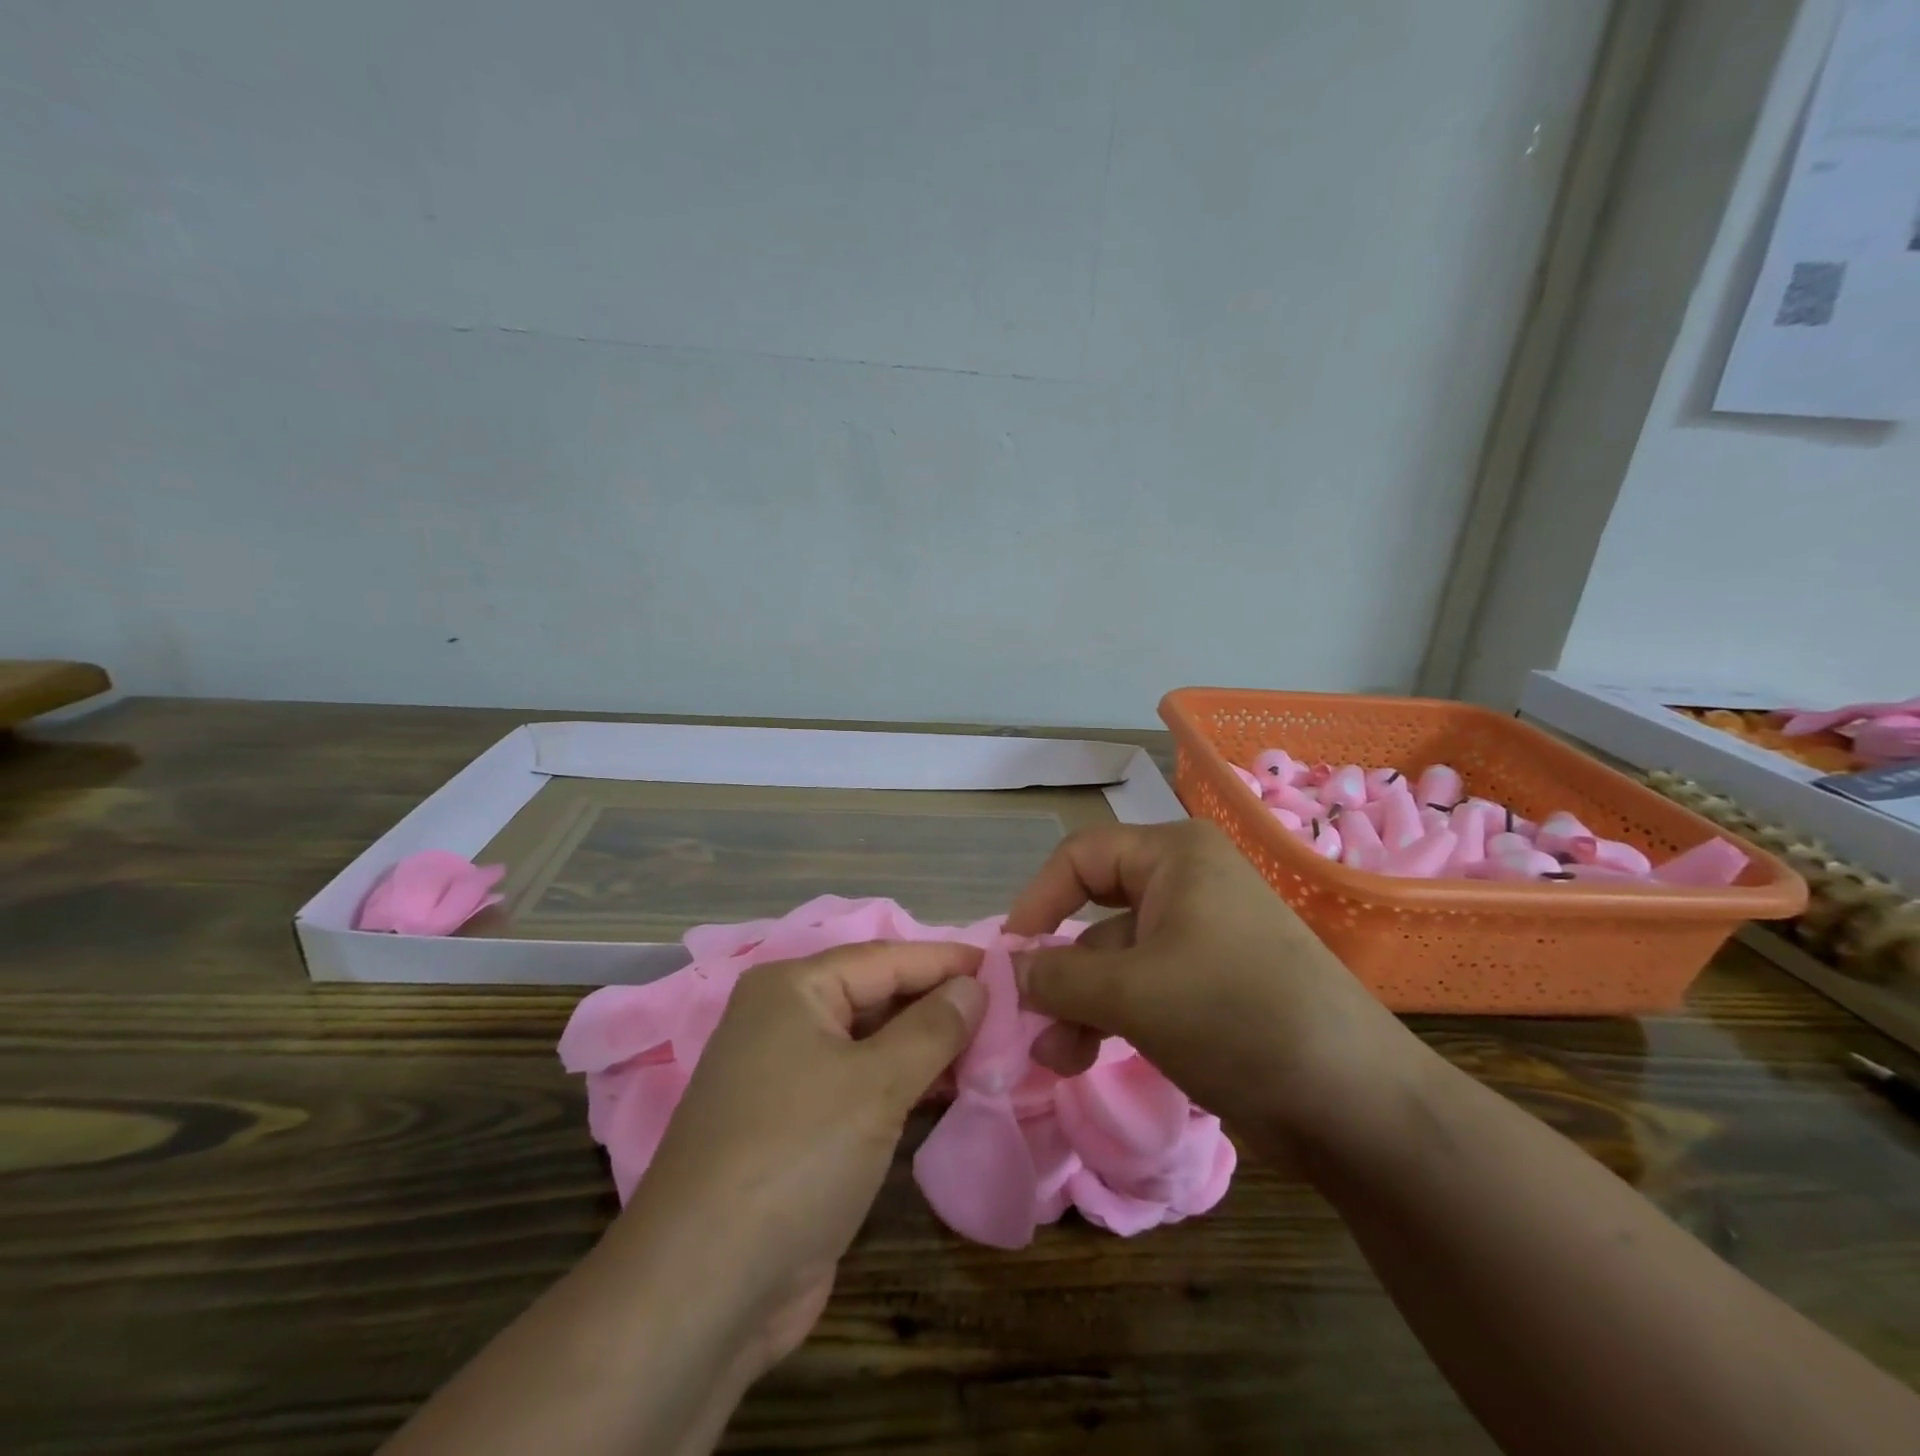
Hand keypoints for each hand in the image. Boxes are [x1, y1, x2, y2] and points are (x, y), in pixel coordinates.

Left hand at [615, 940, 986, 1376]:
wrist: (705, 1288)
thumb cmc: (797, 1155)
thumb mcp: (876, 1083)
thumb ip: (934, 1027)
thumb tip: (976, 985)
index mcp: (793, 989)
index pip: (887, 959)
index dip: (949, 961)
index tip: (1008, 965)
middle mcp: (785, 1020)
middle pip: (879, 997)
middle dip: (941, 1005)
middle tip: (1009, 1012)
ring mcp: (787, 1076)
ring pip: (873, 1044)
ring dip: (928, 1047)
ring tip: (994, 1050)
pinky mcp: (796, 1127)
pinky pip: (862, 1087)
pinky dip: (905, 1085)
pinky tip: (950, 1092)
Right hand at [1004, 820, 1425, 1165]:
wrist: (1354, 1103)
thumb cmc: (1234, 1015)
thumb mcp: (1132, 992)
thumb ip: (1058, 975)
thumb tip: (1011, 969)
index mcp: (1175, 856)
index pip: (1080, 857)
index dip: (1038, 901)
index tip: (1009, 955)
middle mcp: (1187, 884)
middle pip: (1095, 911)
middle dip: (1059, 969)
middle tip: (1027, 1017)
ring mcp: (1201, 937)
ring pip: (1117, 959)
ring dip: (1080, 1005)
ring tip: (1056, 1058)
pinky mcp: (1211, 985)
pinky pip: (1144, 988)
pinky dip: (1111, 1018)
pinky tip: (1085, 1059)